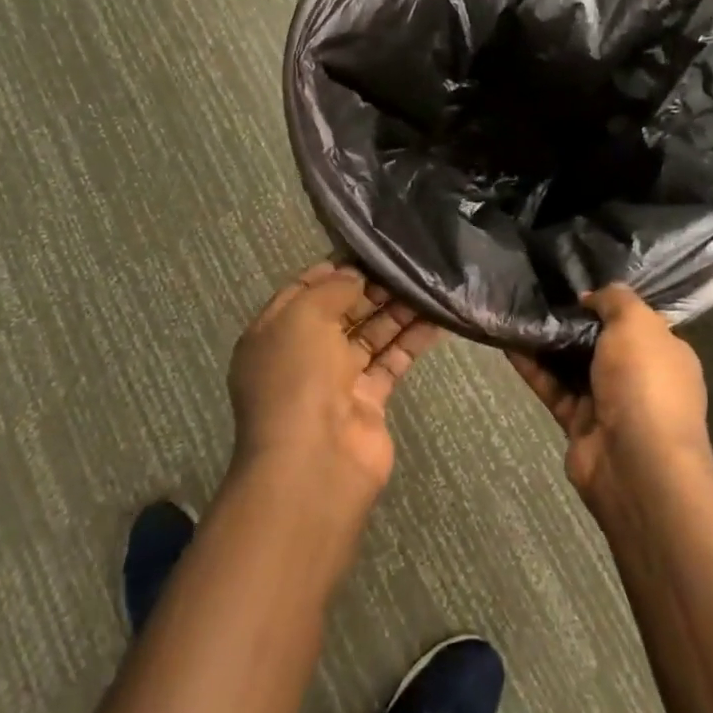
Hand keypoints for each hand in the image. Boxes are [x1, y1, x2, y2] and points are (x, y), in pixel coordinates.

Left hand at [227, 262, 440, 510]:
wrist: (314, 462)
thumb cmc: (297, 377)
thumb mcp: (304, 316)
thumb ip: (332, 289)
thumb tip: (354, 276)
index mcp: (274, 333)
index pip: (304, 291)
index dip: (334, 271)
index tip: (369, 251)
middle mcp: (303, 355)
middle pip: (341, 312)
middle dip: (371, 288)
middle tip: (406, 266)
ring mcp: (336, 381)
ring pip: (370, 335)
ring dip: (396, 311)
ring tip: (428, 284)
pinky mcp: (368, 402)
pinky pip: (391, 362)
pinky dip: (412, 340)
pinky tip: (437, 318)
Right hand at [509, 285, 712, 508]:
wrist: (637, 465)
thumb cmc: (646, 382)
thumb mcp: (637, 323)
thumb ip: (616, 300)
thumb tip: (591, 296)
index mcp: (664, 353)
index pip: (637, 321)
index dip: (609, 302)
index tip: (576, 282)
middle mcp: (639, 378)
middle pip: (601, 343)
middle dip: (573, 321)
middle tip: (539, 292)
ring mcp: (609, 404)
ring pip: (572, 366)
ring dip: (547, 342)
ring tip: (517, 310)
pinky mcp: (579, 425)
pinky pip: (552, 388)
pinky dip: (532, 368)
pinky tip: (508, 342)